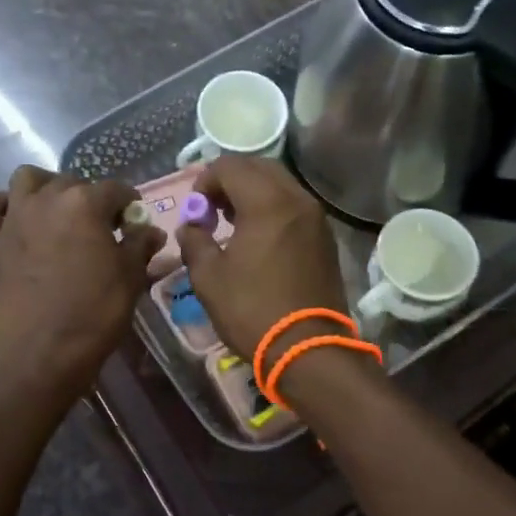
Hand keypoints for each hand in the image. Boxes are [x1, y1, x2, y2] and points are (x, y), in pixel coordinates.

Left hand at [0, 167, 163, 395]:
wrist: (44, 350)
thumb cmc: (95, 310)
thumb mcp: (131, 277)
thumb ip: (140, 245)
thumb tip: (150, 230)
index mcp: (85, 202)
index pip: (116, 190)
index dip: (130, 205)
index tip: (134, 224)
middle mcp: (48, 199)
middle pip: (73, 183)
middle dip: (90, 198)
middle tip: (101, 228)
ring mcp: (16, 218)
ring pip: (27, 180)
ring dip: (45, 187)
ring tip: (59, 212)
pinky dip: (0, 207)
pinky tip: (15, 218)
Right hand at [173, 157, 349, 358]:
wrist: (310, 350)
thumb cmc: (253, 310)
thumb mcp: (209, 278)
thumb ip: (194, 242)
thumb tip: (191, 227)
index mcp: (267, 203)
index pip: (230, 166)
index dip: (205, 181)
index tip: (195, 209)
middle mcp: (296, 200)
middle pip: (259, 167)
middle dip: (230, 180)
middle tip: (212, 209)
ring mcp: (315, 217)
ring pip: (280, 184)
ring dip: (252, 192)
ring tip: (232, 222)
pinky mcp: (325, 237)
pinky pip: (294, 205)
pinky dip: (272, 207)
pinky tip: (258, 237)